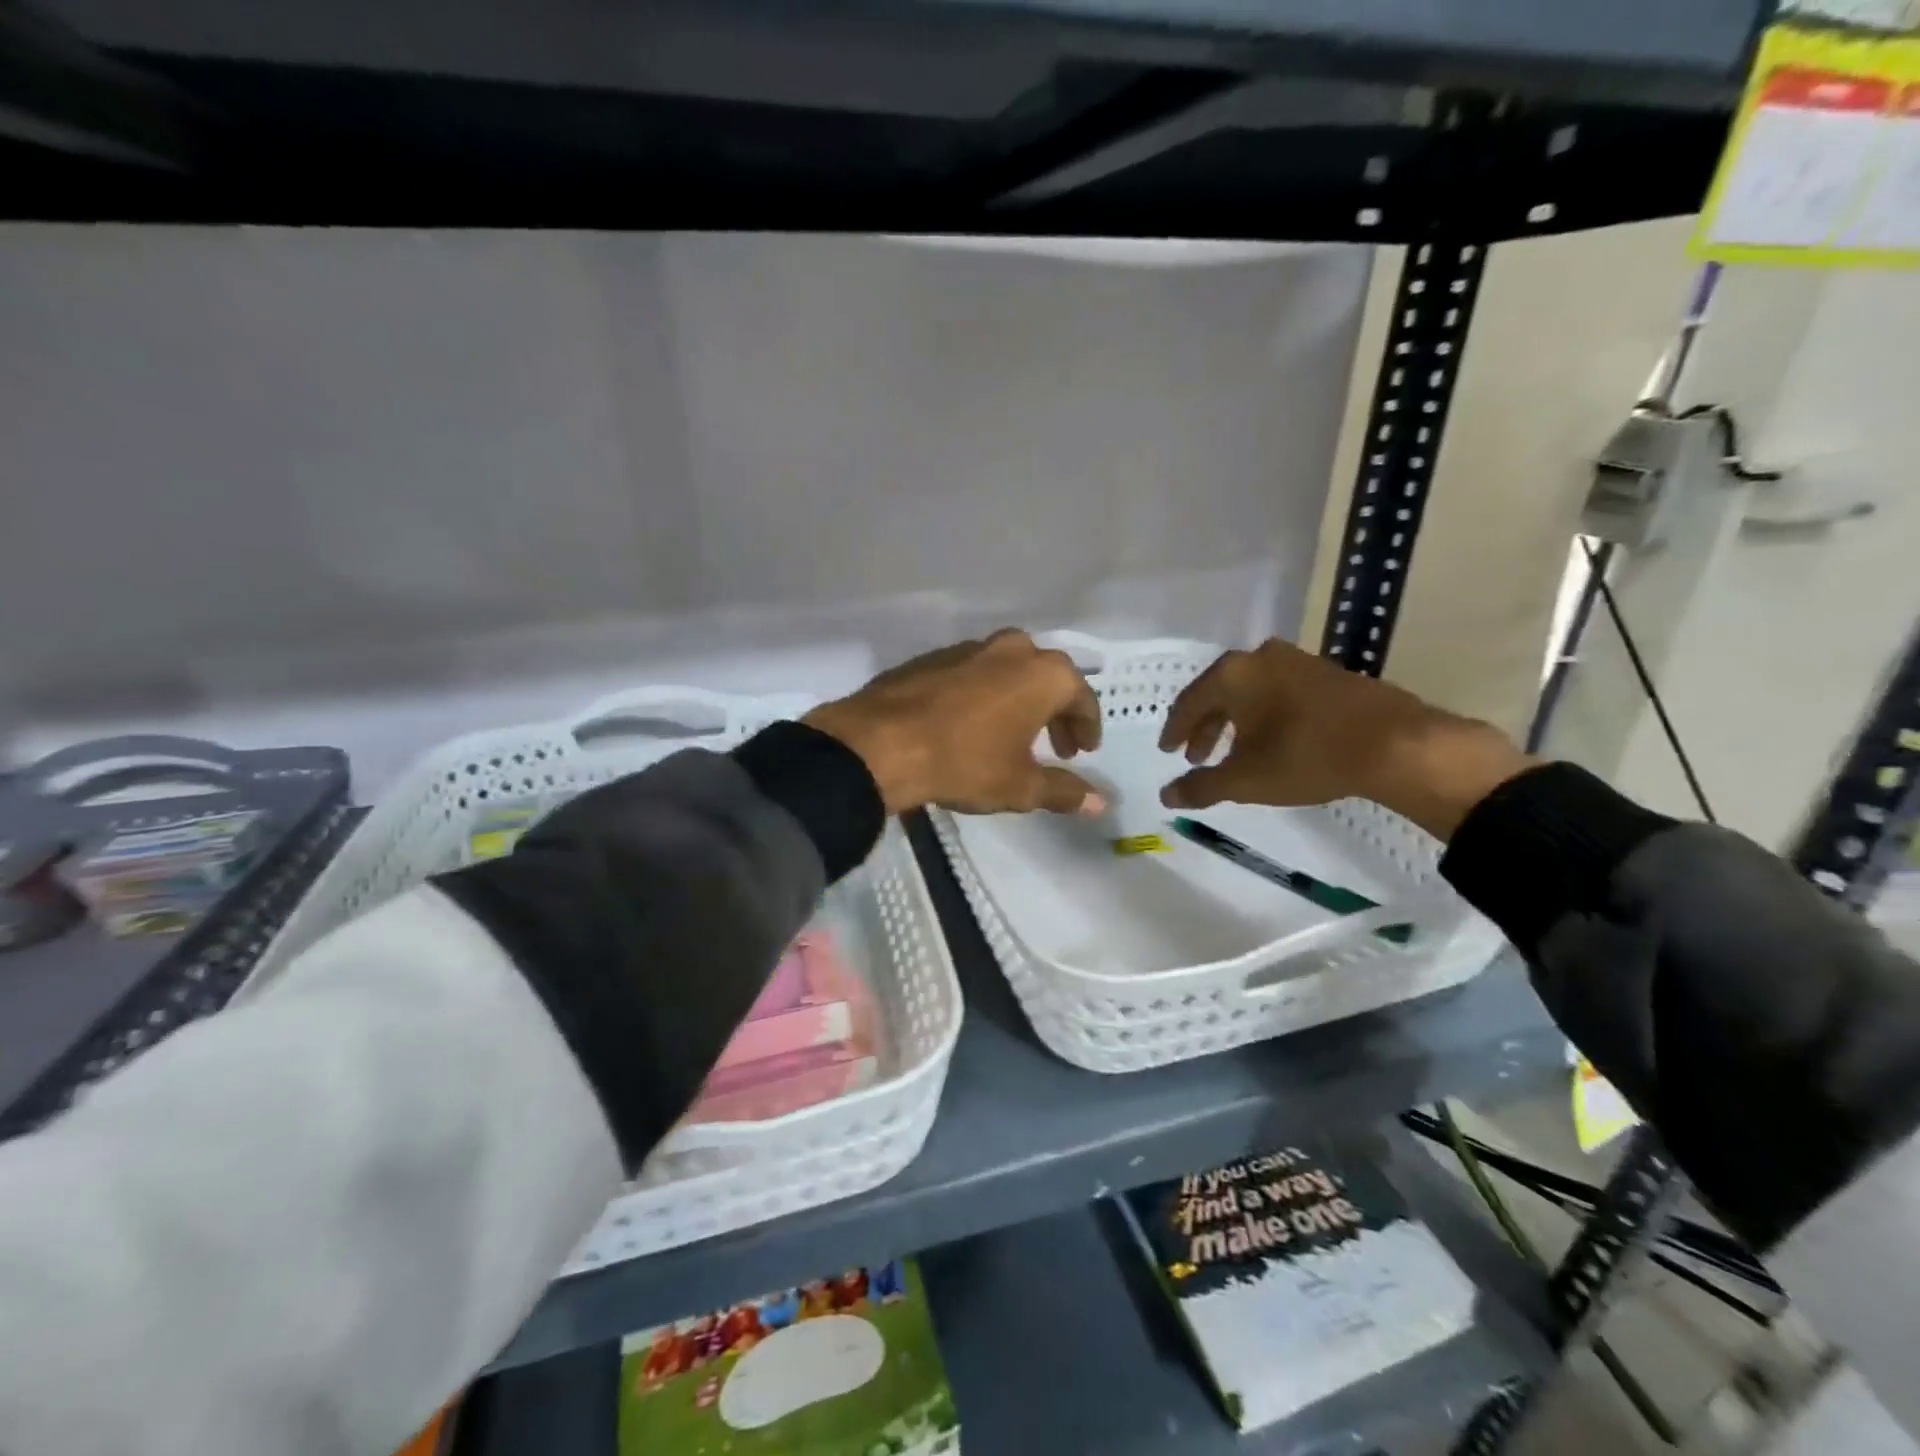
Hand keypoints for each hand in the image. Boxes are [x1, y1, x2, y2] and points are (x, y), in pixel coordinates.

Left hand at [805, 630, 1106, 816]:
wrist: (880, 743)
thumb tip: (1101, 803)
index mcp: (1042, 673)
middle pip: (1047, 677)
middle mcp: (1011, 649)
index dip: (1087, 727)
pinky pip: (974, 673)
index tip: (1084, 752)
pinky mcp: (932, 657)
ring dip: (1019, 699)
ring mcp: (968, 648)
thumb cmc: (964, 762)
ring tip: (1014, 735)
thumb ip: (1064, 791)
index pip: (1081, 697)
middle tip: (1055, 746)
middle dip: (1056, 711)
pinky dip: (984, 694)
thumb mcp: (1020, 786)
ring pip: (1009, 670)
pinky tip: (971, 724)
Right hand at [1156, 638, 1534, 839]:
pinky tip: (1272, 740)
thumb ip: (1200, 787)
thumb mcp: (1245, 780)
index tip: (1167, 752)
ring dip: (1235, 722)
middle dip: (1205, 728)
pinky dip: (1264, 715)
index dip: (1174, 731)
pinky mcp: (1327, 672)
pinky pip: (1278, 692)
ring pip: (1250, 692)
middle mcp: (1259, 657)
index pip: (1188, 703)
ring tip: (1233, 752)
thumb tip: (1165, 796)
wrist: (1396, 744)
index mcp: (1232, 674)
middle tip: (1197, 757)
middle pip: (1219, 693)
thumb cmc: (1306, 756)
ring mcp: (1297, 661)